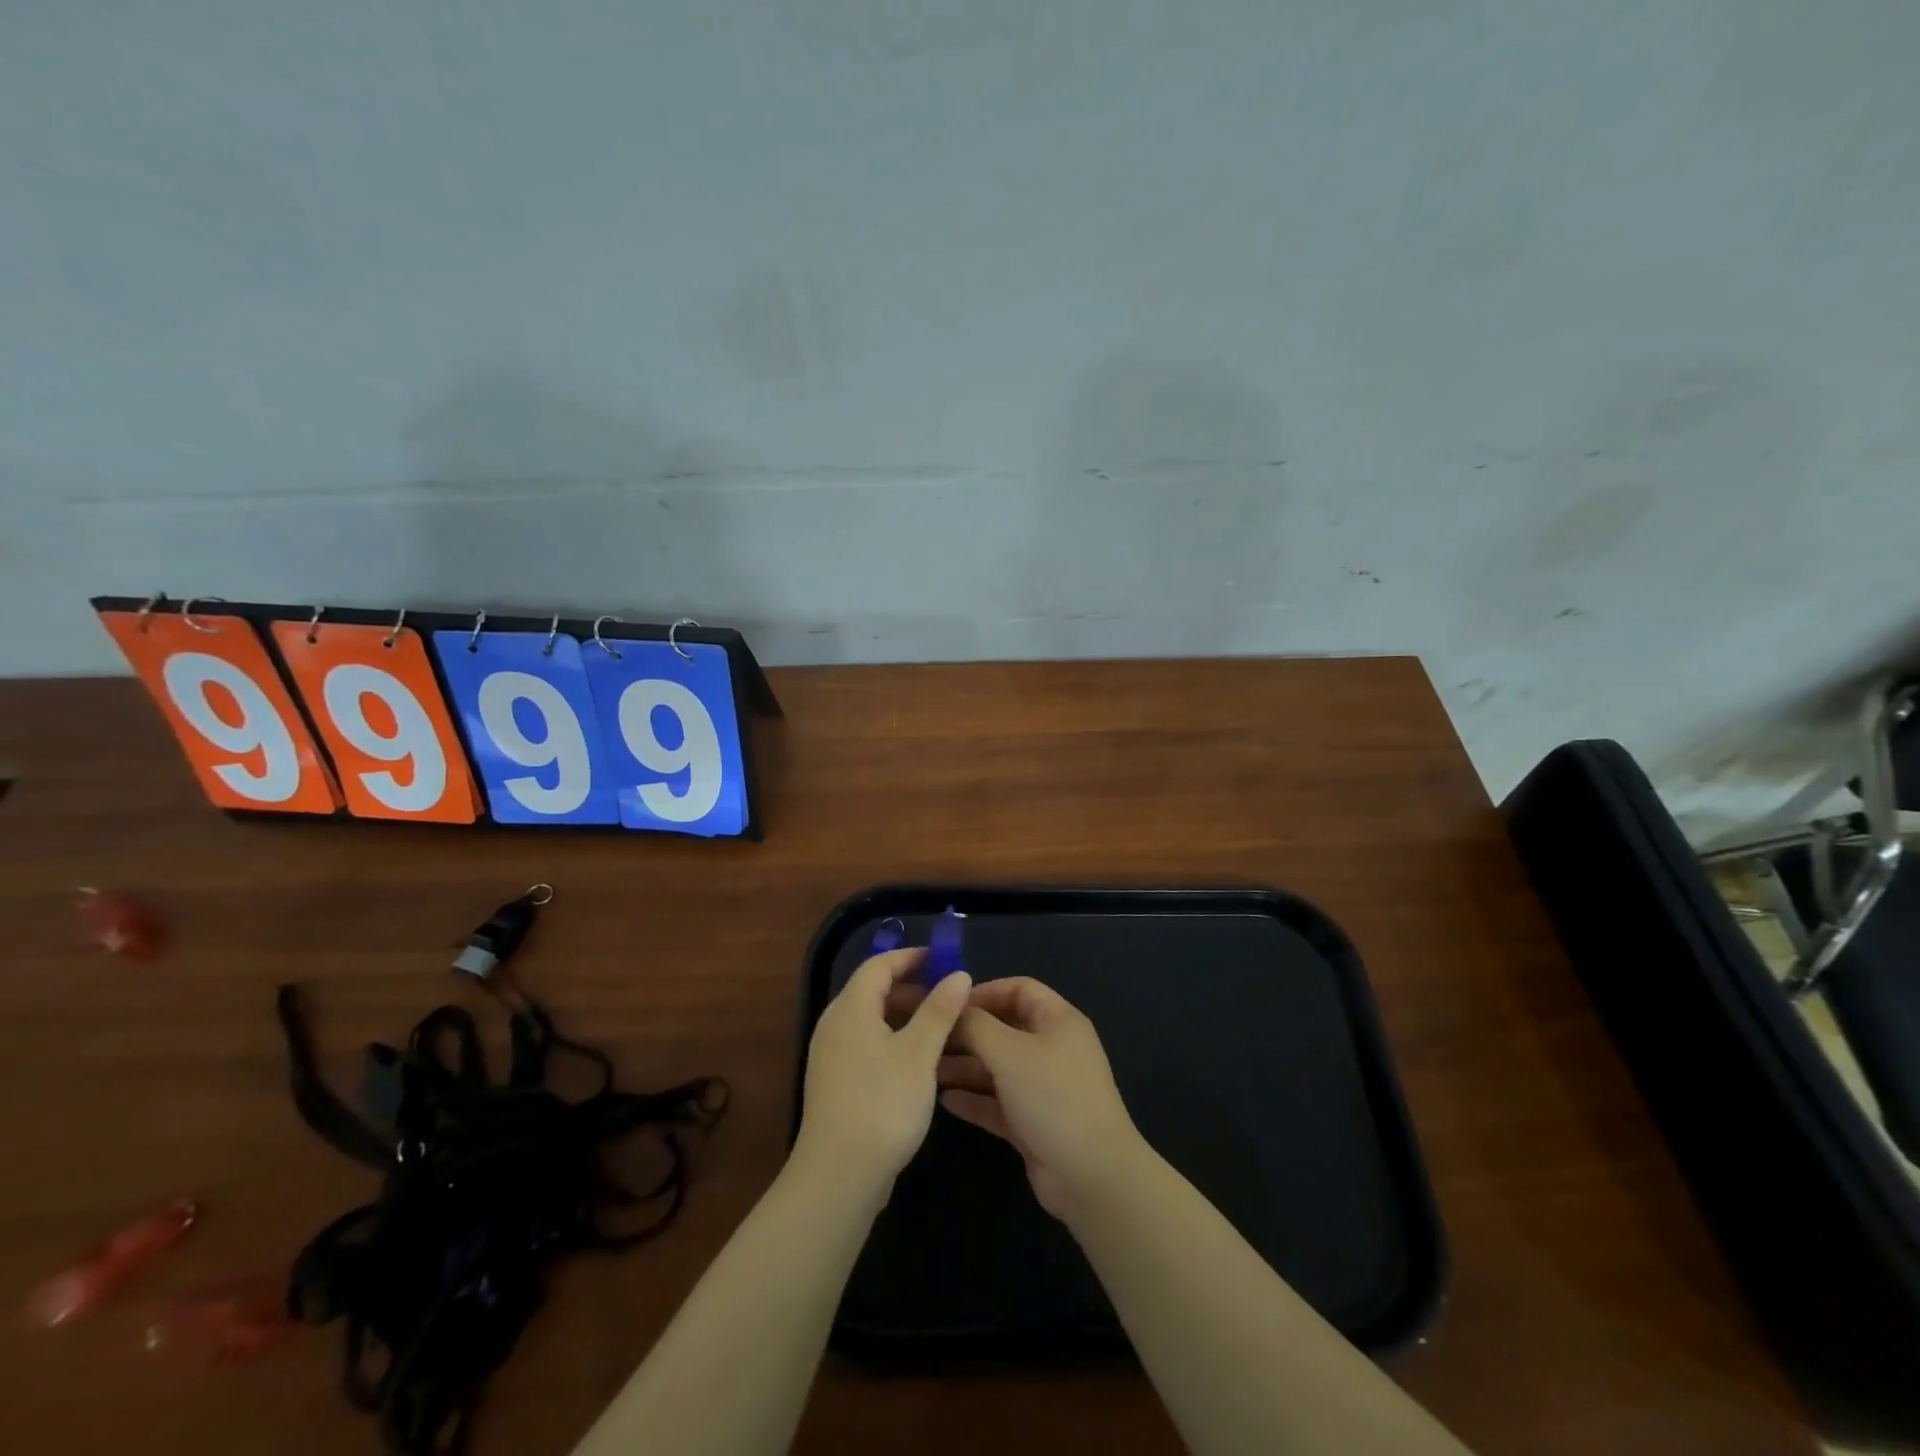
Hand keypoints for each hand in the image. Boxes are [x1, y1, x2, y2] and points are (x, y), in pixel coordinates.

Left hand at [794, 948, 971, 1198]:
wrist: (838, 1175)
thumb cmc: (883, 1103)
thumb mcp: (919, 1052)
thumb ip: (939, 1010)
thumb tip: (958, 974)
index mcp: (851, 1008)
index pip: (878, 965)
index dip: (910, 957)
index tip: (942, 959)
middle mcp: (835, 1025)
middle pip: (873, 991)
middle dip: (911, 988)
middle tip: (948, 996)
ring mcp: (831, 1056)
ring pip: (871, 1020)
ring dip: (904, 1017)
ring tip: (940, 1029)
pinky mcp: (835, 1084)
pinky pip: (866, 1045)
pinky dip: (893, 1041)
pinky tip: (918, 1063)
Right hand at [939, 978, 1146, 1217]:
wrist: (1090, 1176)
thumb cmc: (1052, 1097)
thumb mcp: (1009, 1052)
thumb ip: (976, 1025)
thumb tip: (953, 1007)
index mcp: (1058, 1020)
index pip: (1019, 989)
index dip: (984, 992)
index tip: (948, 1003)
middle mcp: (1052, 1048)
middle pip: (1004, 1028)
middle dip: (967, 1032)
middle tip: (929, 1039)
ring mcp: (1043, 1087)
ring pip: (998, 1067)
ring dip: (965, 1067)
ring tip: (927, 1070)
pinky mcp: (1033, 1122)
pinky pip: (998, 1102)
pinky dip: (974, 1098)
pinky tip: (945, 1100)